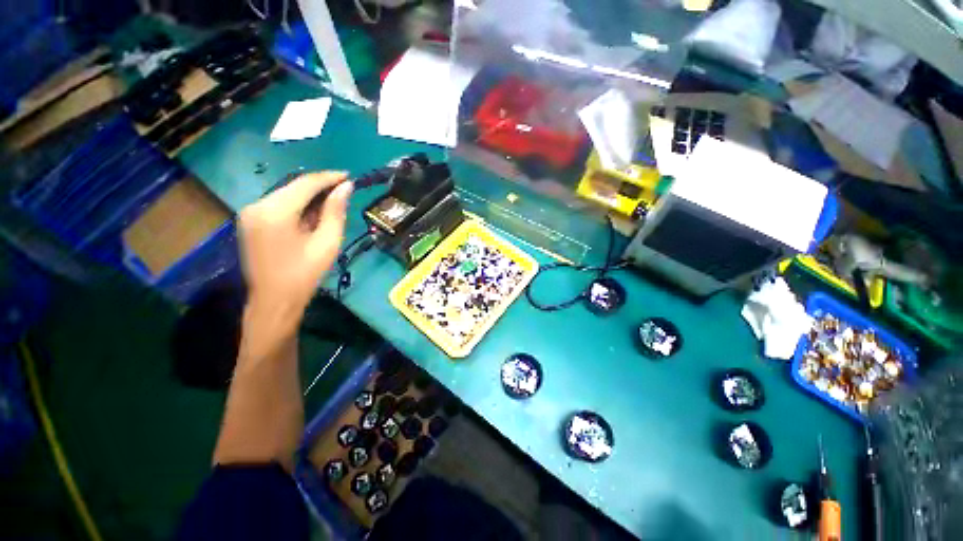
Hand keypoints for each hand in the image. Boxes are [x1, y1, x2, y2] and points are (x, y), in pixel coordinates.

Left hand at [238, 172, 352, 328]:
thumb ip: (336, 212)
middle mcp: (257, 205)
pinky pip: (278, 204)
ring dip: (309, 196)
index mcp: (275, 211)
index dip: (329, 178)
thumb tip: (346, 187)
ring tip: (332, 204)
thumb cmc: (305, 273)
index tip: (349, 176)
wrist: (274, 300)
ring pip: (286, 194)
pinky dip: (297, 205)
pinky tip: (312, 215)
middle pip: (293, 186)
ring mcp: (249, 213)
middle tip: (344, 191)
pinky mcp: (249, 221)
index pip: (305, 183)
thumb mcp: (328, 242)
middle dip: (320, 186)